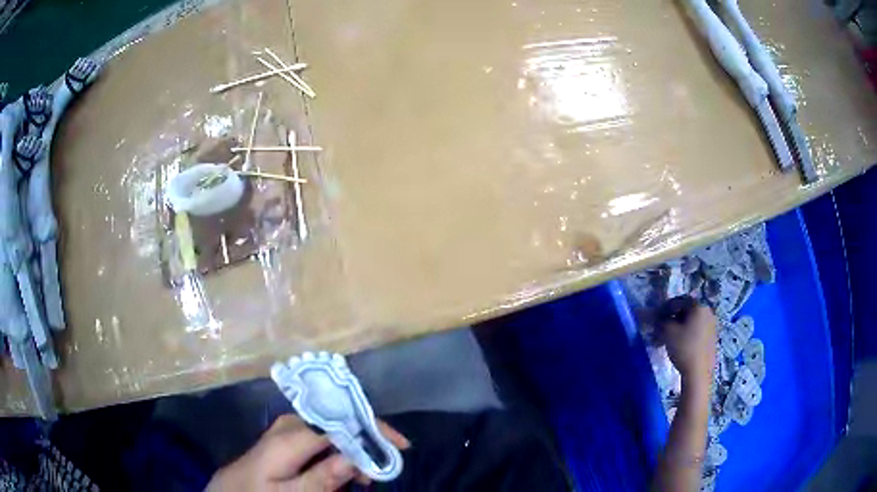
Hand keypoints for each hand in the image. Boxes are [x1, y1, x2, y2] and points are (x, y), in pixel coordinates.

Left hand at [207, 414, 409, 491]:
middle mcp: (293, 423)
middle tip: (382, 472)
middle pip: (341, 422)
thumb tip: (355, 458)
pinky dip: (341, 454)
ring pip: (335, 431)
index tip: (400, 448)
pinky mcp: (290, 436)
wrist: (229, 489)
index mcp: (292, 435)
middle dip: (367, 443)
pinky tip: (345, 473)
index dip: (373, 430)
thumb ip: (320, 478)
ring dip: (355, 451)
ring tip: (365, 479)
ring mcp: (291, 427)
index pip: (340, 423)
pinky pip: (324, 438)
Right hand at [663, 302, 716, 385]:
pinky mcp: (712, 338)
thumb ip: (661, 320)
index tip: (656, 318)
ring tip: (668, 339)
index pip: (679, 300)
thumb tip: (656, 316)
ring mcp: (712, 325)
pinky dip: (687, 333)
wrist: (699, 372)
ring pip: (692, 321)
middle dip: (672, 318)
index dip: (665, 308)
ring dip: (679, 327)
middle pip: (687, 310)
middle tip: (661, 328)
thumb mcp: (667, 332)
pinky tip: (679, 344)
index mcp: (699, 305)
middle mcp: (708, 311)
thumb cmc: (684, 347)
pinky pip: (697, 330)